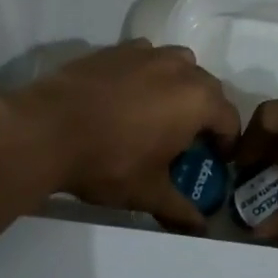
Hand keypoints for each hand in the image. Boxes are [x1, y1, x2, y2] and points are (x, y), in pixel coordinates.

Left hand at [5, 41, 240, 230]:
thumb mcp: (148, 193)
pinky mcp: (118, 49)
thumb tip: (201, 229)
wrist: (48, 129)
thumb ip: (180, 209)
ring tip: (160, 112)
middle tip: (188, 140)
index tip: (216, 159)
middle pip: (208, 88)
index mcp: (197, 101)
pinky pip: (146, 57)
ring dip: (179, 85)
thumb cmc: (109, 161)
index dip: (227, 142)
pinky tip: (128, 94)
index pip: (229, 118)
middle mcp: (180, 68)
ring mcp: (147, 53)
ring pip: (179, 65)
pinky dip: (147, 72)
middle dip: (205, 112)